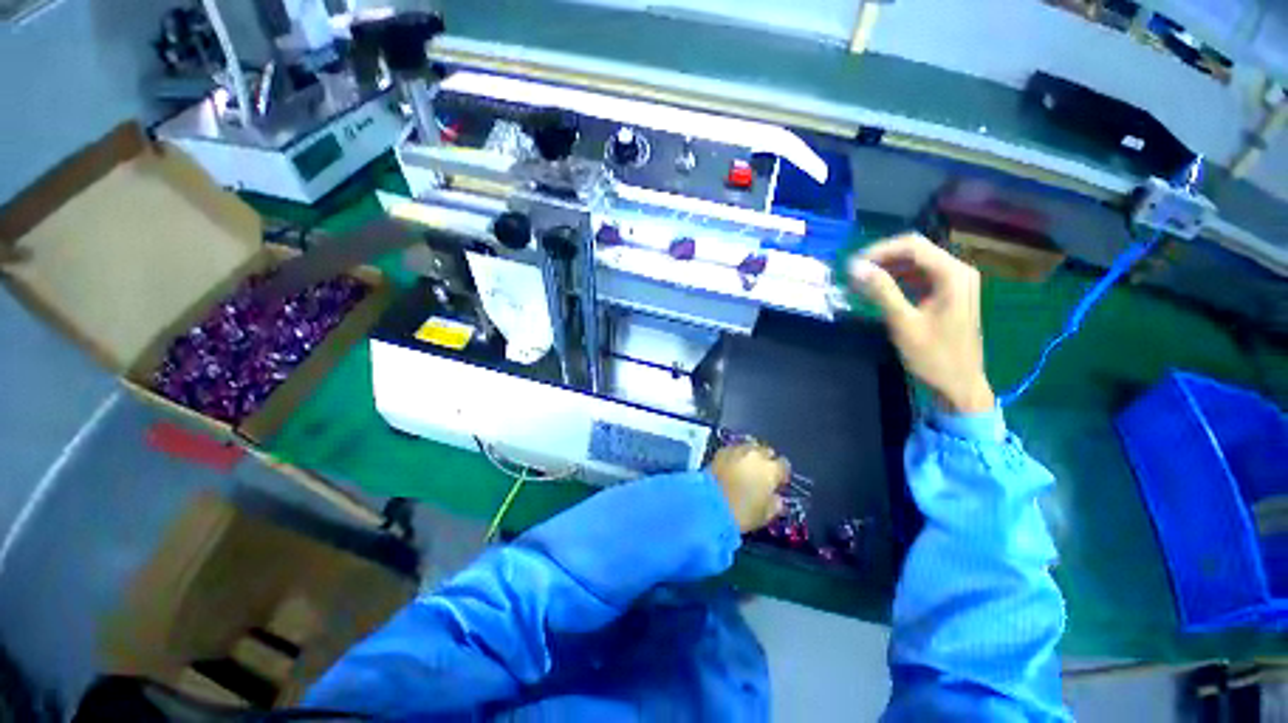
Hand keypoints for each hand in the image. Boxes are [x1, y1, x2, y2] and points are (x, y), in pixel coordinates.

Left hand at [710, 443, 787, 532]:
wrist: (710, 504)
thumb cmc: (742, 513)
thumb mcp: (765, 515)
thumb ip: (775, 504)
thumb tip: (776, 497)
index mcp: (772, 470)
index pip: (784, 465)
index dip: (781, 474)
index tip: (777, 482)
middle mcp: (757, 454)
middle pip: (767, 452)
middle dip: (766, 461)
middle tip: (760, 474)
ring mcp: (738, 450)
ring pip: (750, 447)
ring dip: (750, 455)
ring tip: (745, 466)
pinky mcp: (722, 450)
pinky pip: (733, 449)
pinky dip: (735, 455)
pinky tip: (731, 464)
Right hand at [848, 233, 994, 413]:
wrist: (960, 384)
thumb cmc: (933, 356)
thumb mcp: (904, 322)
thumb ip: (881, 291)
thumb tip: (855, 267)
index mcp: (953, 274)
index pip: (912, 245)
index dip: (879, 251)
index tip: (852, 265)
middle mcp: (958, 271)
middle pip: (915, 250)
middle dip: (882, 258)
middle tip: (854, 273)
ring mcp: (955, 282)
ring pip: (916, 262)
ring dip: (887, 268)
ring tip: (861, 282)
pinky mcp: (949, 293)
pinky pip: (920, 276)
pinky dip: (898, 279)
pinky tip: (879, 289)